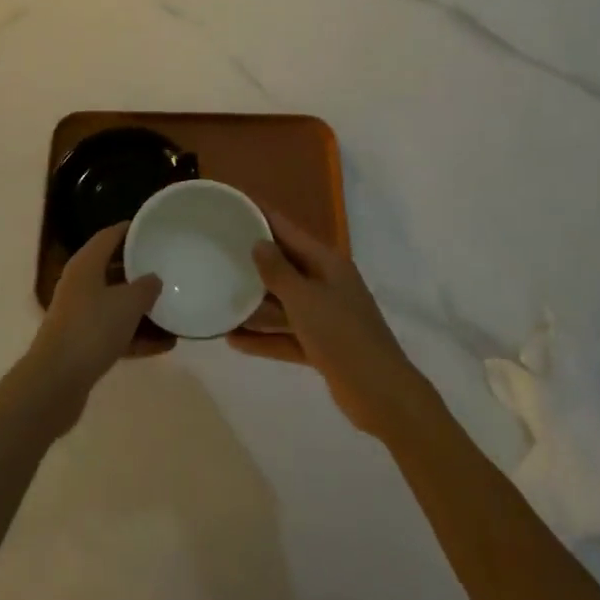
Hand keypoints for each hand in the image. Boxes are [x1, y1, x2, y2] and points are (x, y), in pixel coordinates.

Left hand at [15, 223, 161, 434]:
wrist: (55, 382)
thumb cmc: (92, 329)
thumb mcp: (127, 304)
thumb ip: (145, 287)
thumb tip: (153, 278)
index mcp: (85, 265)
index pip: (109, 236)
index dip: (131, 230)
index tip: (154, 228)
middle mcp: (80, 285)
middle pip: (112, 269)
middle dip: (139, 270)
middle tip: (168, 267)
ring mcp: (79, 315)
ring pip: (115, 303)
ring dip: (141, 308)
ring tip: (172, 308)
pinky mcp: (83, 344)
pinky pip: (115, 332)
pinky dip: (136, 336)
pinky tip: (165, 345)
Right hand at [229, 210, 435, 439]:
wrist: (381, 394)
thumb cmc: (342, 336)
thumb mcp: (305, 300)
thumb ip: (278, 272)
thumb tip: (258, 242)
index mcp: (327, 263)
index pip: (289, 231)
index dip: (263, 216)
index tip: (235, 205)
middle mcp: (326, 284)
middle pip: (285, 265)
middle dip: (254, 260)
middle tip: (217, 251)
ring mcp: (325, 316)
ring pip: (283, 304)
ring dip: (255, 305)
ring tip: (220, 298)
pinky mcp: (321, 346)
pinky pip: (286, 335)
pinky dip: (264, 338)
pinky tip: (234, 340)